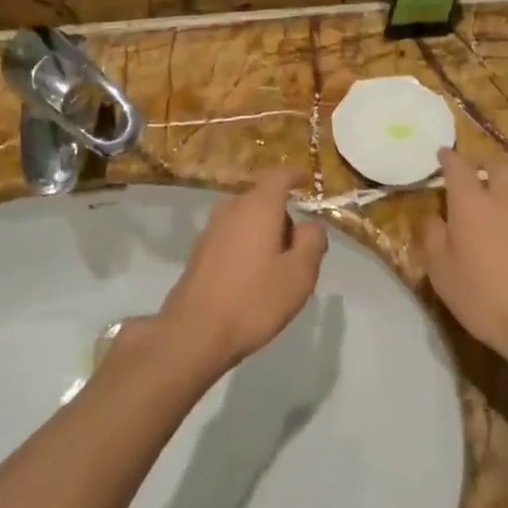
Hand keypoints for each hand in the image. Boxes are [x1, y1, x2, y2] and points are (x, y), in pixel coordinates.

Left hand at [157, 168, 326, 367]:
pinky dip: (248, 245)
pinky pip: (233, 235)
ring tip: (279, 268)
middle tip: (301, 249)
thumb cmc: (254, 300)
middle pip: (264, 199)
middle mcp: (231, 208)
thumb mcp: (299, 273)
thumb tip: (311, 224)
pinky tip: (253, 277)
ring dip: (265, 233)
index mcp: (258, 206)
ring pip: (247, 218)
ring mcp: (211, 229)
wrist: (195, 332)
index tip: (308, 181)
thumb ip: (312, 241)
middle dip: (284, 215)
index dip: (296, 175)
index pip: (279, 175)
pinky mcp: (200, 250)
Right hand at [421, 149, 507, 378]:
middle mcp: (505, 197)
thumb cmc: (482, 296)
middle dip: (483, 164)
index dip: (448, 158)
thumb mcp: (441, 271)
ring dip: (507, 181)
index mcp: (471, 202)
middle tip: (475, 174)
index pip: (458, 167)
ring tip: (500, 193)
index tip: (442, 154)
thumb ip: (433, 236)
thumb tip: (433, 215)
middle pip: (497, 165)